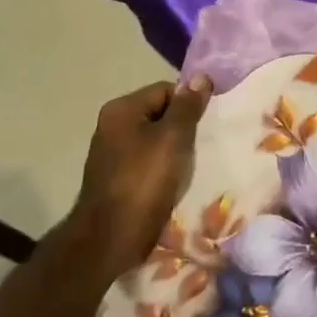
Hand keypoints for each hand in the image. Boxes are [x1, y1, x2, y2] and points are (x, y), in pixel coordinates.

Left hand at [73, 77, 211, 281]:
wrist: (110, 239)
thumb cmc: (144, 181)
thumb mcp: (173, 138)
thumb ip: (187, 107)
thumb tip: (201, 77)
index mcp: (122, 110)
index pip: (166, 90)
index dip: (189, 104)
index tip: (206, 125)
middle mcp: (112, 126)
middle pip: (160, 114)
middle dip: (183, 128)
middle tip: (202, 144)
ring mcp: (112, 154)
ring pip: (156, 140)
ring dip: (175, 151)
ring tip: (192, 165)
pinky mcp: (117, 179)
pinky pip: (148, 163)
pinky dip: (164, 169)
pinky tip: (176, 182)